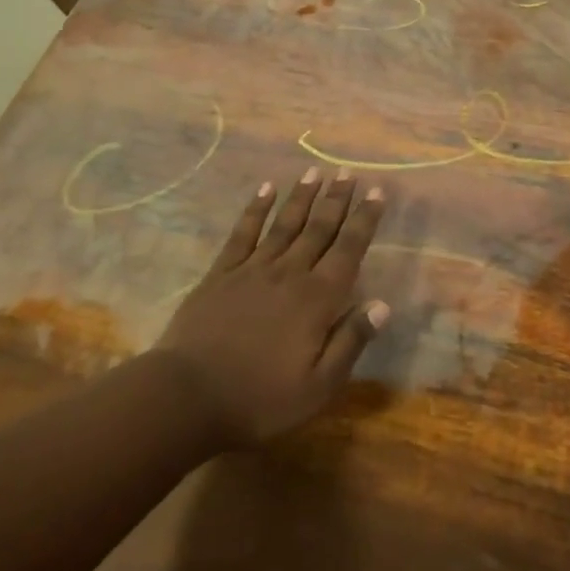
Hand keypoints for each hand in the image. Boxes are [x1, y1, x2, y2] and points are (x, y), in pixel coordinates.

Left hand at [156, 169, 389, 446]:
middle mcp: (289, 273)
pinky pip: (244, 232)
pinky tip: (265, 189)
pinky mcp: (221, 273)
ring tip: (315, 171)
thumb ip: (350, 342)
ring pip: (284, 223)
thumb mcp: (318, 387)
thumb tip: (383, 304)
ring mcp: (253, 269)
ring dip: (302, 196)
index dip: (364, 220)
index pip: (348, 250)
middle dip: (336, 199)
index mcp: (317, 300)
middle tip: (348, 172)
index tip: (377, 192)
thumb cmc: (259, 400)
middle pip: (318, 229)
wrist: (187, 396)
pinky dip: (256, 208)